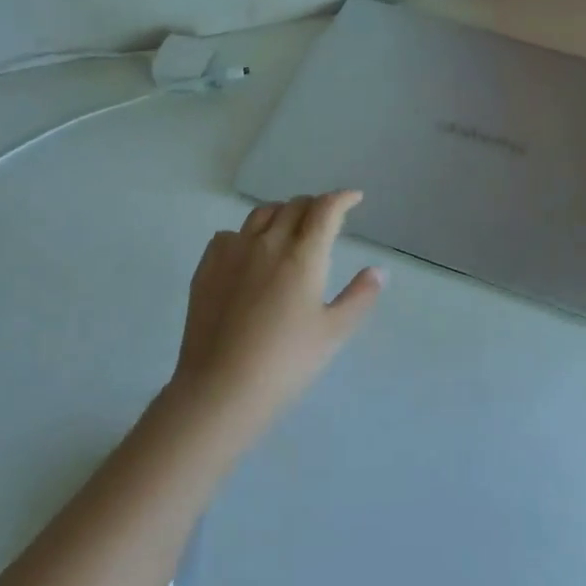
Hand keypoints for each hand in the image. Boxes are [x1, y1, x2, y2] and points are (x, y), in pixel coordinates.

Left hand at [170, 191, 384, 434]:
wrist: (221, 387)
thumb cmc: (285, 362)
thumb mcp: (333, 332)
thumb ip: (359, 296)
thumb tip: (379, 270)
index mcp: (303, 255)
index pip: (325, 210)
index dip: (342, 198)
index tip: (354, 198)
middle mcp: (267, 242)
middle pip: (293, 206)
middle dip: (314, 205)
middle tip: (325, 217)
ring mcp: (232, 252)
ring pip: (260, 214)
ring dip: (281, 213)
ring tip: (289, 227)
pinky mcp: (207, 267)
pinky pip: (229, 235)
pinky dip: (247, 234)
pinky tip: (249, 252)